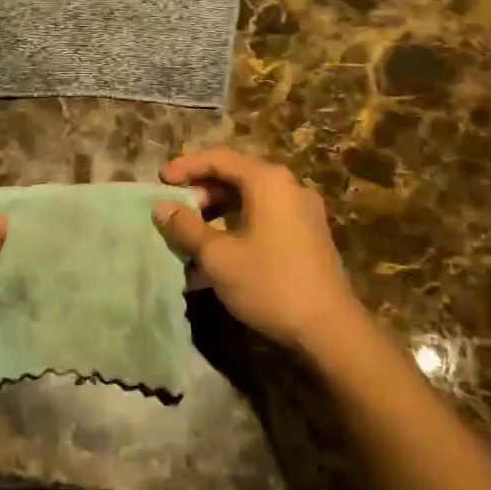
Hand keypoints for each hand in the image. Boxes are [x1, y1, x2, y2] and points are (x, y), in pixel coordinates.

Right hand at [153, 149, 364, 355]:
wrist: (330, 330)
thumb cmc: (269, 284)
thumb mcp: (218, 256)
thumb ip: (187, 227)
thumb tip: (162, 207)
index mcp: (268, 181)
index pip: (219, 159)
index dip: (186, 167)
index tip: (160, 181)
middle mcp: (289, 187)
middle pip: (236, 177)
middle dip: (201, 192)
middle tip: (176, 211)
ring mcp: (303, 211)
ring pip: (251, 200)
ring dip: (218, 214)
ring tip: (192, 236)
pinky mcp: (309, 235)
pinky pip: (265, 218)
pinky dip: (238, 227)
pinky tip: (219, 255)